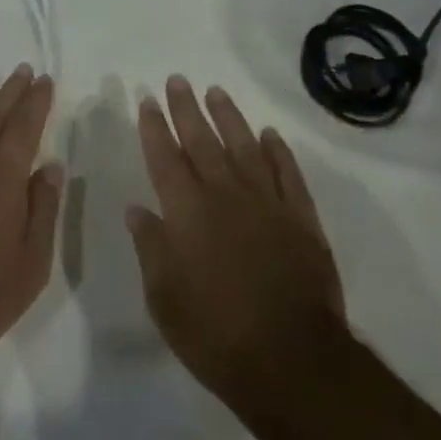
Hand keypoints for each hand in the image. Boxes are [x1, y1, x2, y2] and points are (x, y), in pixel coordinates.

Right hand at [128, 77, 347, 407]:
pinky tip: (270, 135)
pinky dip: (279, 151)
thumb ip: (151, 247)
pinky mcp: (301, 218)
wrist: (291, 359)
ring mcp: (267, 203)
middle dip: (187, 109)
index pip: (165, 158)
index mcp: (187, 211)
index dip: (155, 127)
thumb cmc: (214, 333)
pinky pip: (288, 174)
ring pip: (245, 147)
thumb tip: (139, 209)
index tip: (148, 101)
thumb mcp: (164, 297)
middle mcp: (225, 194)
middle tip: (178, 80)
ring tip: (216, 92)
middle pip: (202, 141)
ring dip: (229, 117)